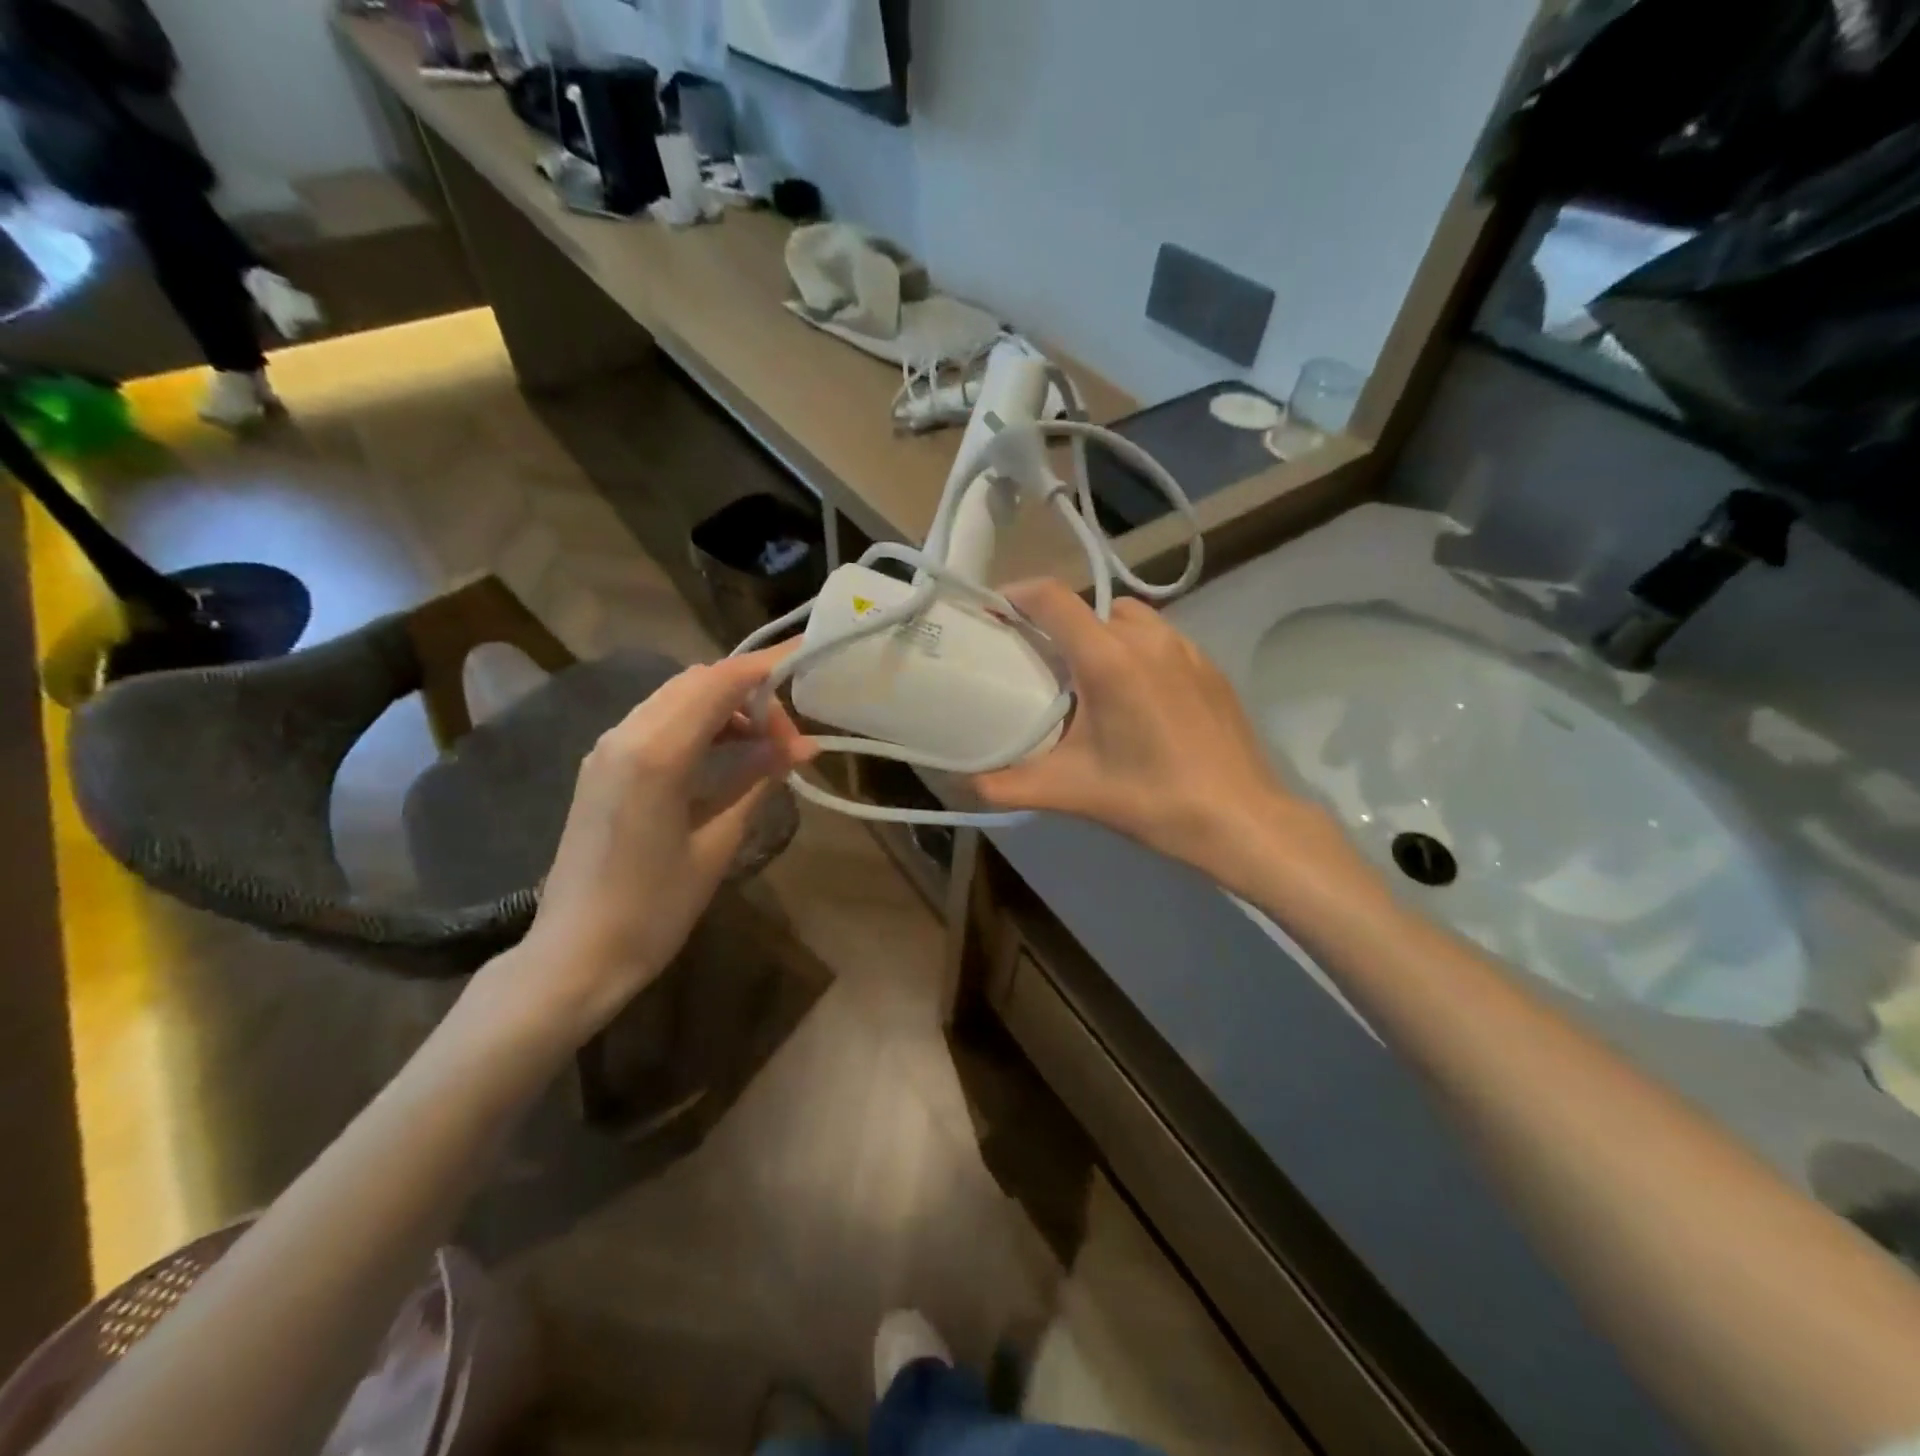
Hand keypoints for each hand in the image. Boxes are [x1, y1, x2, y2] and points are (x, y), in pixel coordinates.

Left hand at [477, 651, 814, 1046]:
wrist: (573, 956)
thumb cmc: (653, 911)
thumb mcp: (717, 846)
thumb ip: (757, 783)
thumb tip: (801, 747)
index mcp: (655, 754)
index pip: (718, 683)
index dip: (765, 668)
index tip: (805, 664)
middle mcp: (625, 736)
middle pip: (696, 681)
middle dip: (749, 693)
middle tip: (788, 738)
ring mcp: (607, 749)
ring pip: (675, 697)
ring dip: (723, 707)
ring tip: (764, 749)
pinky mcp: (601, 767)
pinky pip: (657, 721)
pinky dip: (697, 723)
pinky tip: (724, 757)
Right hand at [973, 582, 1347, 892]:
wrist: (1241, 818)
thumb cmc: (1151, 798)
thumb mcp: (1070, 792)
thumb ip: (1007, 786)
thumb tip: (966, 784)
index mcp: (1108, 659)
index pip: (1053, 598)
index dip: (1018, 595)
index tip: (997, 612)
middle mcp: (1148, 639)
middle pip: (1090, 608)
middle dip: (1060, 626)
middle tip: (1041, 663)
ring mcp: (1186, 649)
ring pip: (1130, 619)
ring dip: (1102, 635)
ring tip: (1090, 679)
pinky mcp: (1210, 666)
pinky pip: (1161, 640)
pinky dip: (1137, 652)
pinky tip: (1137, 699)